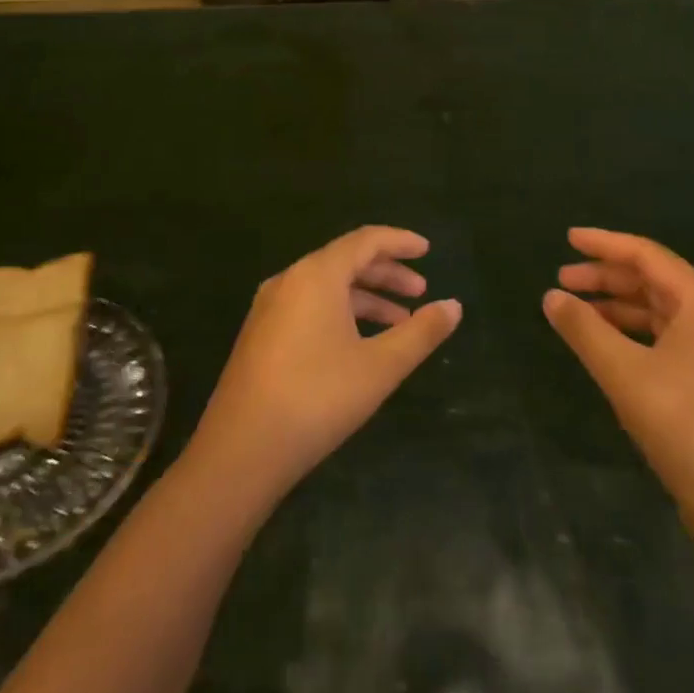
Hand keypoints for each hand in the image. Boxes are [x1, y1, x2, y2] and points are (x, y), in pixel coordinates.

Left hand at [186, 226, 460, 502]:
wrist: (240, 452)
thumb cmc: (318, 398)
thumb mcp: (380, 366)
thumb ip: (421, 332)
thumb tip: (454, 306)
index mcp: (317, 275)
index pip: (365, 240)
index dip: (400, 242)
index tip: (428, 250)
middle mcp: (290, 280)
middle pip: (345, 261)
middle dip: (387, 273)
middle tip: (420, 291)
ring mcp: (269, 308)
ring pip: (327, 287)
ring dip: (366, 297)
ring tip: (400, 321)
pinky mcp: (260, 335)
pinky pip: (309, 306)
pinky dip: (341, 313)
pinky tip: (360, 343)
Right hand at [544, 229, 693, 546]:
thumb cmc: (683, 424)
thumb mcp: (624, 372)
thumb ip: (584, 329)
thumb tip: (551, 296)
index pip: (647, 256)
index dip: (605, 244)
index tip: (569, 238)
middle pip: (652, 280)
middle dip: (606, 276)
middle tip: (562, 278)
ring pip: (656, 311)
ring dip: (616, 305)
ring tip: (575, 309)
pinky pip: (661, 337)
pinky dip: (629, 332)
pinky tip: (603, 343)